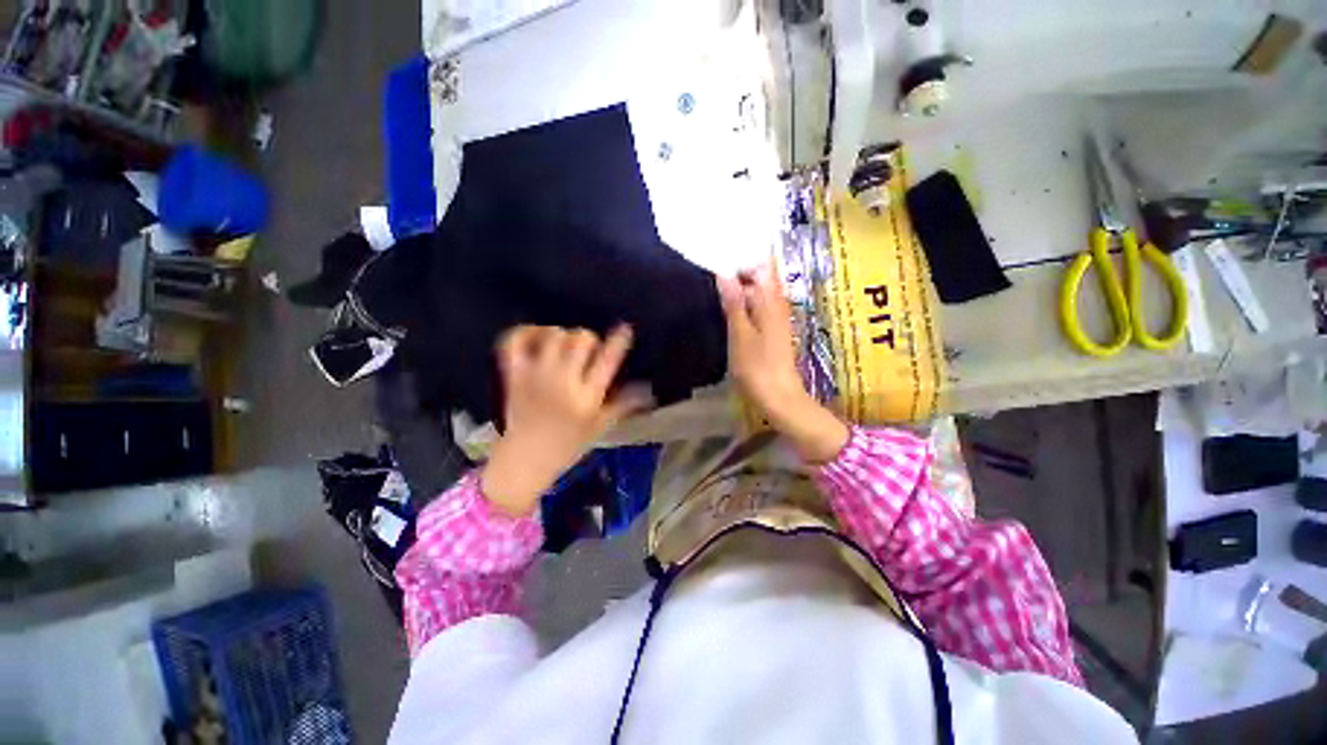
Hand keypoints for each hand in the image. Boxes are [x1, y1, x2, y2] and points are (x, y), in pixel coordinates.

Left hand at [481, 325, 652, 516]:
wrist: (524, 461)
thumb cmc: (567, 446)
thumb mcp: (600, 427)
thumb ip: (624, 404)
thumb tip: (648, 389)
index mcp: (587, 397)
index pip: (607, 360)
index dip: (618, 341)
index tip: (624, 328)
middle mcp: (563, 381)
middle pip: (580, 339)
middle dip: (589, 339)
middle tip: (588, 351)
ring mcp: (535, 375)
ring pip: (553, 335)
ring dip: (563, 335)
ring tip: (564, 347)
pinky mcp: (513, 374)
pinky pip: (514, 341)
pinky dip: (526, 332)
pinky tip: (538, 337)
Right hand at [716, 260, 848, 463]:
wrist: (779, 397)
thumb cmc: (758, 367)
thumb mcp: (741, 334)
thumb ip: (733, 302)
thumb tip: (724, 271)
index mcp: (771, 298)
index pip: (764, 260)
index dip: (747, 247)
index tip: (724, 238)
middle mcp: (776, 301)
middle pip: (759, 272)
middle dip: (739, 261)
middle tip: (711, 252)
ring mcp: (773, 314)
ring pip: (755, 287)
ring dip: (738, 278)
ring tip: (712, 269)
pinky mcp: (768, 327)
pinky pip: (754, 302)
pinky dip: (740, 296)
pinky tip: (723, 297)